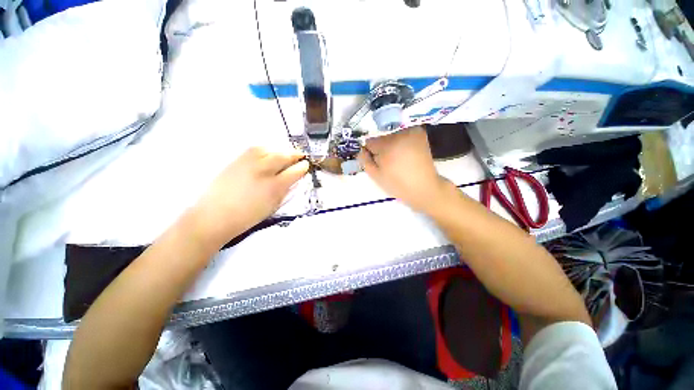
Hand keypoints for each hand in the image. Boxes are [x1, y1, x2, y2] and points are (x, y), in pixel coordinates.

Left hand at [191, 147, 308, 248]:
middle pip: (283, 156)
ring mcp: (249, 163)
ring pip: (270, 149)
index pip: (295, 171)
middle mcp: (264, 171)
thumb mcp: (273, 206)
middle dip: (295, 154)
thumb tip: (294, 179)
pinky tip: (269, 153)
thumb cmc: (248, 216)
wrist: (215, 215)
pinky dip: (266, 149)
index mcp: (275, 186)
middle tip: (300, 155)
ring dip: (281, 150)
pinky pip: (255, 149)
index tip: (306, 165)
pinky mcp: (237, 160)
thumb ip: (286, 191)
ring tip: (285, 153)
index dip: (303, 167)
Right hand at [358, 126, 446, 212]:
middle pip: (381, 138)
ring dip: (391, 146)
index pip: (370, 142)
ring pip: (391, 137)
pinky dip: (401, 142)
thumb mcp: (375, 176)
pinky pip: (402, 135)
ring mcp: (412, 131)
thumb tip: (361, 149)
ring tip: (399, 161)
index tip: (376, 163)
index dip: (370, 153)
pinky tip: (406, 154)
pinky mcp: (419, 133)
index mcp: (388, 145)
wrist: (424, 188)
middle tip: (389, 164)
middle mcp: (400, 133)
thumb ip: (364, 160)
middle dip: (381, 149)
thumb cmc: (398, 185)